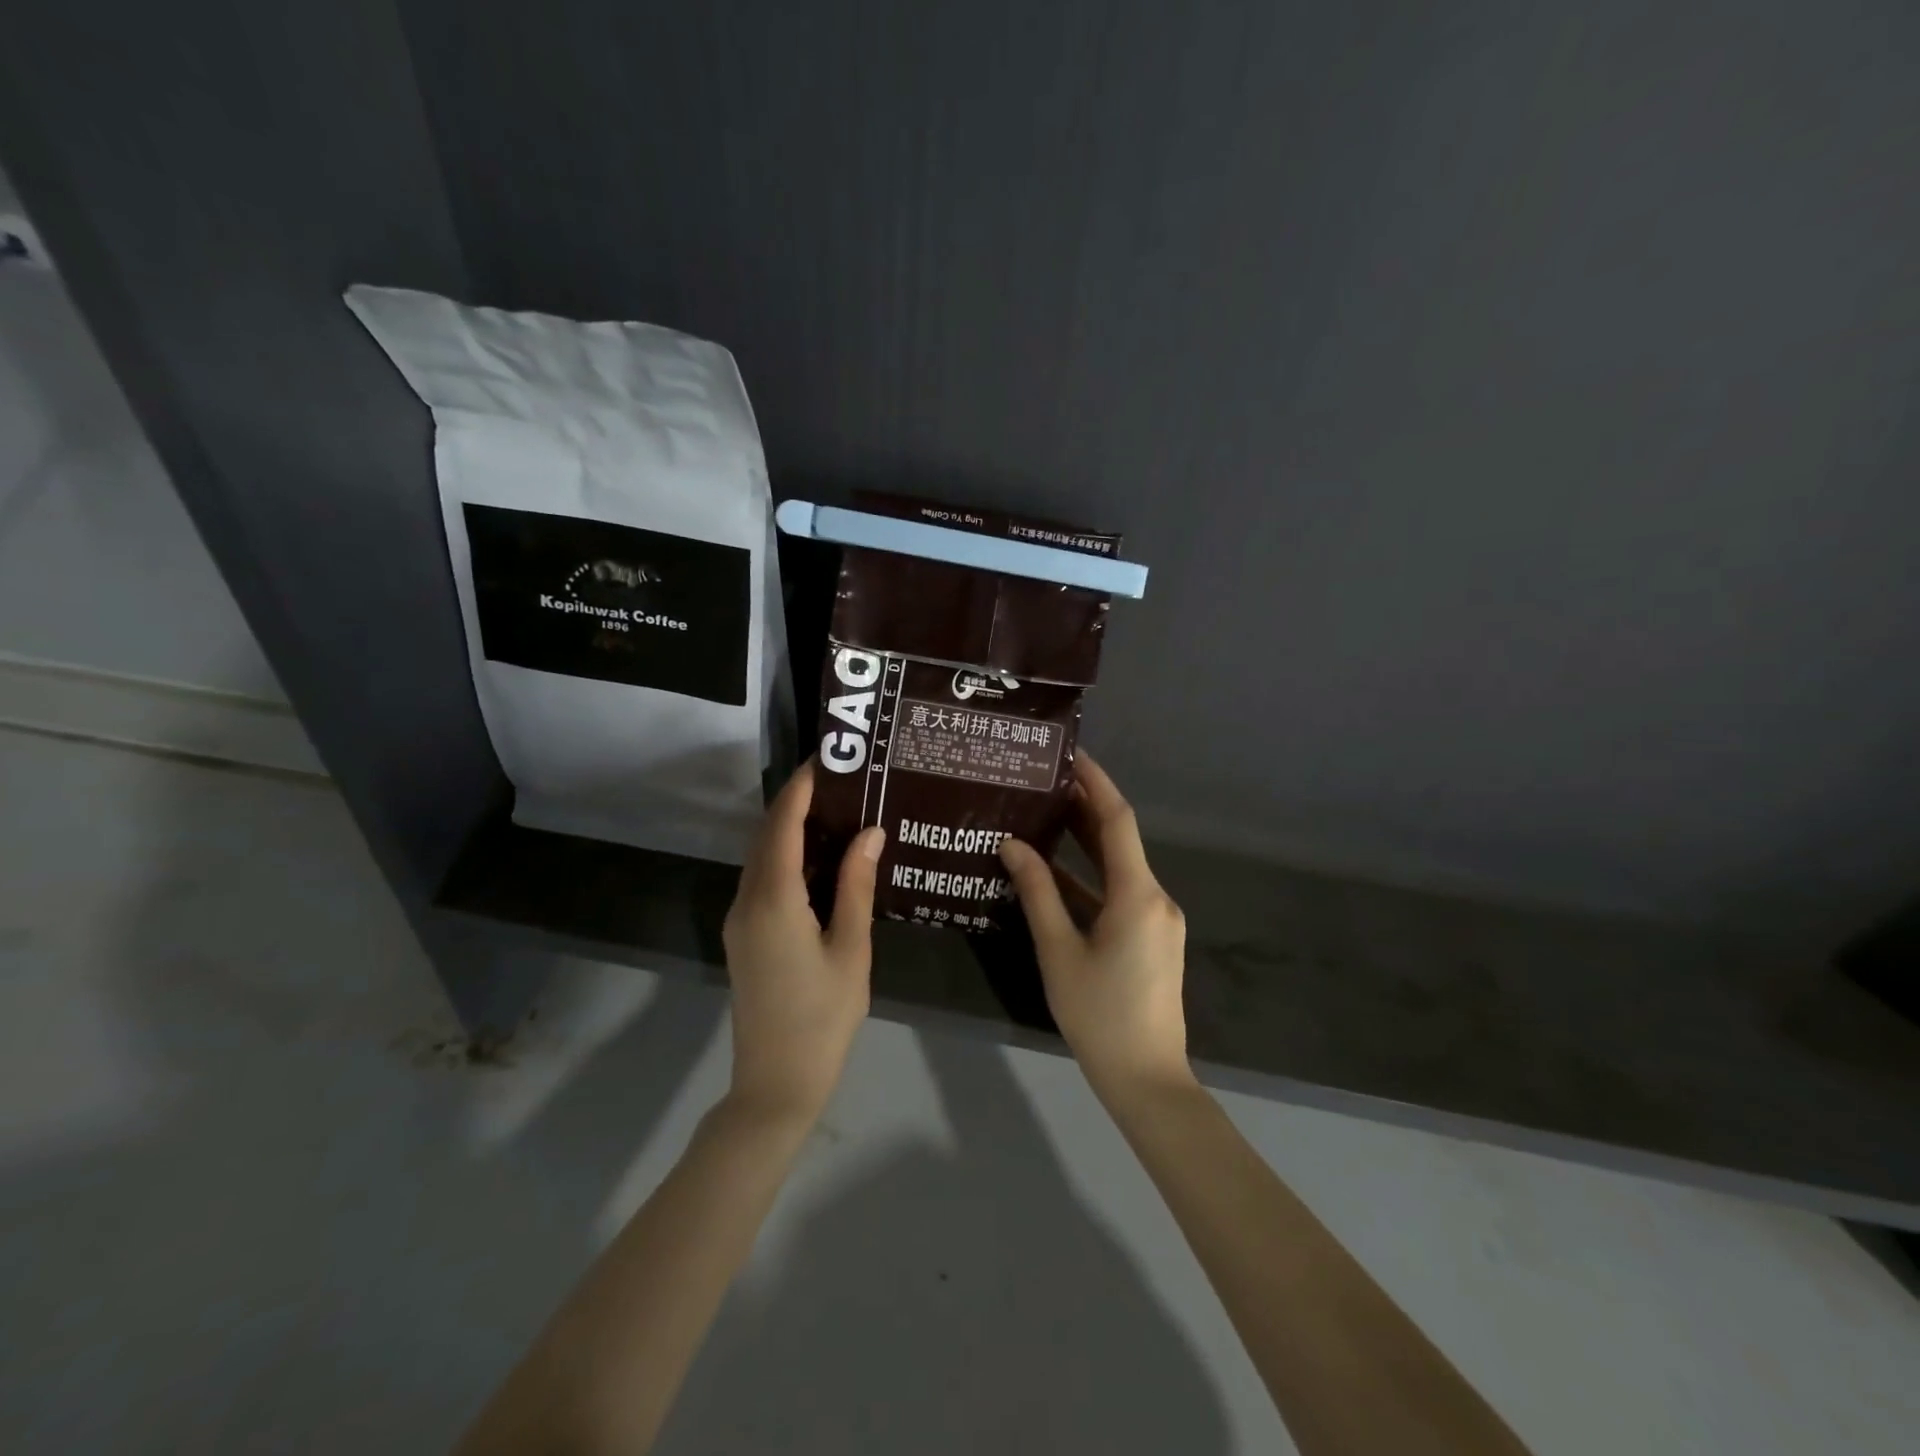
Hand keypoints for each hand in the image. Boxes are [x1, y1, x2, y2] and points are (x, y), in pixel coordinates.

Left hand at [721, 762, 884, 1123]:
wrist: (776, 1082)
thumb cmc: (823, 1016)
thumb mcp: (851, 948)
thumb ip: (857, 885)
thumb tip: (869, 832)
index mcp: (774, 898)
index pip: (783, 824)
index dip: (802, 787)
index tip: (827, 759)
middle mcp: (748, 900)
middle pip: (767, 834)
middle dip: (796, 801)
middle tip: (839, 779)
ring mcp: (740, 919)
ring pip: (761, 856)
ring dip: (788, 827)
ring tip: (833, 809)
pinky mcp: (743, 936)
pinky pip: (761, 879)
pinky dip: (784, 855)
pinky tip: (818, 857)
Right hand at [998, 751, 1192, 1102]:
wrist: (1146, 1078)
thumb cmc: (1099, 1014)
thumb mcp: (1059, 951)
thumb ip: (1037, 893)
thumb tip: (1013, 844)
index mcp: (1138, 894)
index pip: (1118, 820)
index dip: (1096, 783)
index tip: (1070, 755)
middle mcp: (1155, 897)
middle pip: (1119, 840)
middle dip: (1085, 808)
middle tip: (1045, 781)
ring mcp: (1156, 919)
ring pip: (1118, 867)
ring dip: (1085, 843)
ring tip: (1044, 815)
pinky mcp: (1151, 938)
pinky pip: (1119, 893)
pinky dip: (1090, 879)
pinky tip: (1055, 872)